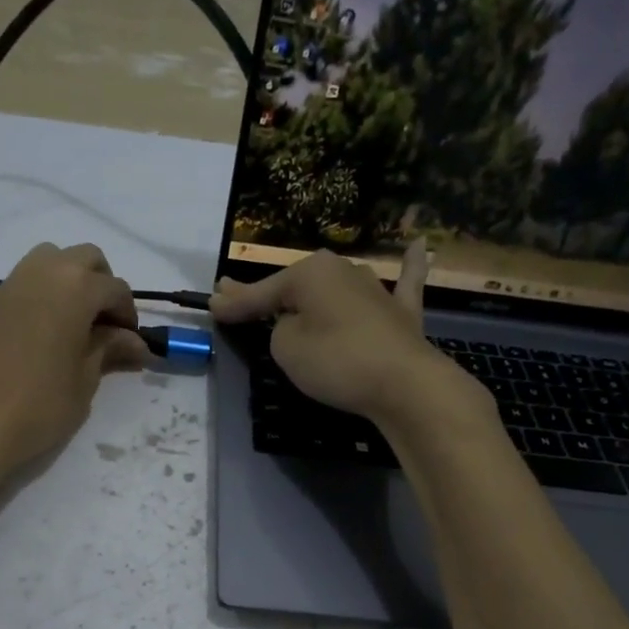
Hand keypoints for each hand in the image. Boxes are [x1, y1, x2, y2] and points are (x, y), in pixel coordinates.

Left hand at [0, 242, 148, 469]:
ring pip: (54, 261)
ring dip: (73, 282)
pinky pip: (30, 279)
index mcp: (76, 287)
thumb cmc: (41, 404)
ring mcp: (14, 282)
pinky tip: (50, 330)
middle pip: (86, 259)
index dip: (128, 316)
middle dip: (103, 286)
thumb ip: (109, 349)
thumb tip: (136, 342)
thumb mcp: (86, 379)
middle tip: (107, 327)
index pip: (115, 289)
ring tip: (77, 324)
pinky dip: (47, 292)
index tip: (132, 344)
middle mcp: (45, 271)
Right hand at [209, 243, 467, 424]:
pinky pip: (403, 283)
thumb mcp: (286, 349)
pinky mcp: (402, 313)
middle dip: (268, 294)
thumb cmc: (336, 361)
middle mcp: (343, 270)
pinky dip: (409, 267)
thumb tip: (294, 324)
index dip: (234, 303)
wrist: (403, 384)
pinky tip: (417, 244)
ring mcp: (377, 289)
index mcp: (310, 273)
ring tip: (291, 295)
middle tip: (236, 297)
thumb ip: (280, 330)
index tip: (211, 304)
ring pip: (336, 288)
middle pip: (297, 286)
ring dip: (316, 291)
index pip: (262, 292)